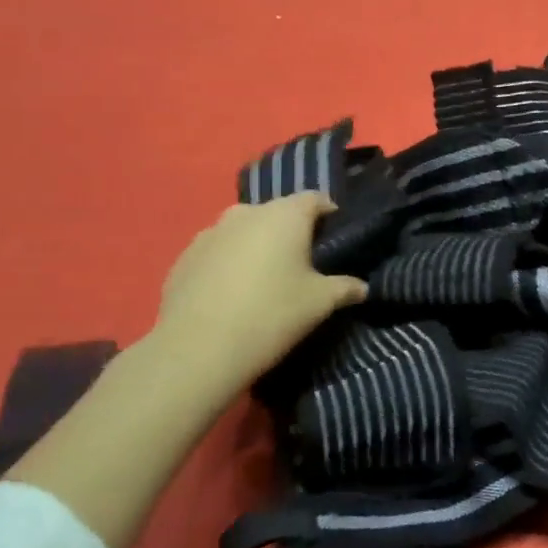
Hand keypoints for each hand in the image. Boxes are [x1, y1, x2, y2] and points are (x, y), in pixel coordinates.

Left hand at [154, 193, 367, 396]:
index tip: (335, 238)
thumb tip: (363, 287)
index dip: (329, 214)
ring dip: (257, 246)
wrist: (198, 349)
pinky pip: (217, 251)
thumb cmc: (271, 314)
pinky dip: (228, 263)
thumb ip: (346, 288)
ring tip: (264, 280)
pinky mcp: (184, 256)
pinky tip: (231, 295)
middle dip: (291, 232)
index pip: (316, 198)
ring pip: (244, 231)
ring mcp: (210, 232)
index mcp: (284, 215)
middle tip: (302, 264)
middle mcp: (246, 212)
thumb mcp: (320, 303)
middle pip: (277, 213)